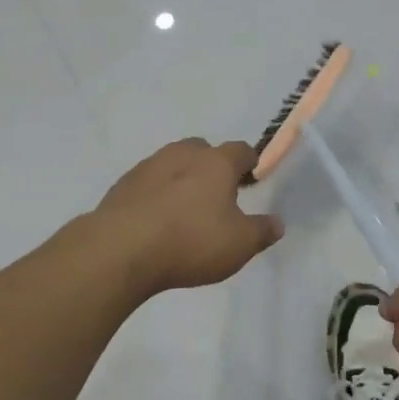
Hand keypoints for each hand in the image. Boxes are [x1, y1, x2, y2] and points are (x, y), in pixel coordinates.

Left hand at [91, 138, 282, 297]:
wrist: (120, 249)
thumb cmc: (190, 241)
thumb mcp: (239, 245)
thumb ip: (262, 231)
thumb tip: (277, 222)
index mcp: (216, 163)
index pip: (241, 150)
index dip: (250, 162)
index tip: (252, 177)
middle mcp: (183, 154)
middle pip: (203, 150)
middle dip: (212, 166)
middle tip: (217, 194)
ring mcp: (149, 166)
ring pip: (172, 163)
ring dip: (181, 178)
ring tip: (184, 209)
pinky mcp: (123, 185)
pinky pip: (148, 183)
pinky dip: (156, 194)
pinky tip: (155, 220)